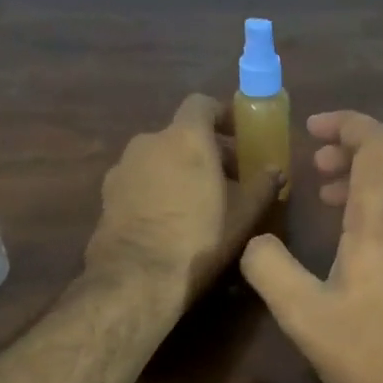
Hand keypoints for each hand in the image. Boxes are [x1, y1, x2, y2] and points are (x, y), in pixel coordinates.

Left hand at [85, 94, 283, 312]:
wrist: (135, 278)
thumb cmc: (198, 240)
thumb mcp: (242, 217)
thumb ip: (262, 188)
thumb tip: (276, 171)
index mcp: (185, 138)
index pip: (202, 105)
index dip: (221, 116)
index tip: (238, 136)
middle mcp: (148, 142)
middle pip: (180, 135)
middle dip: (205, 151)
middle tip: (227, 179)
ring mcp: (122, 168)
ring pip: (158, 159)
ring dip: (178, 171)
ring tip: (197, 203)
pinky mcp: (107, 196)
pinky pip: (140, 182)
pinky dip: (156, 190)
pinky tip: (168, 220)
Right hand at [241, 111, 382, 382]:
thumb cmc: (372, 353)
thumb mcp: (303, 316)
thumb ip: (269, 269)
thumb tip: (255, 242)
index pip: (377, 143)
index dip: (346, 124)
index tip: (312, 131)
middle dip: (356, 143)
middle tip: (318, 162)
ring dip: (369, 174)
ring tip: (329, 196)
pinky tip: (358, 237)